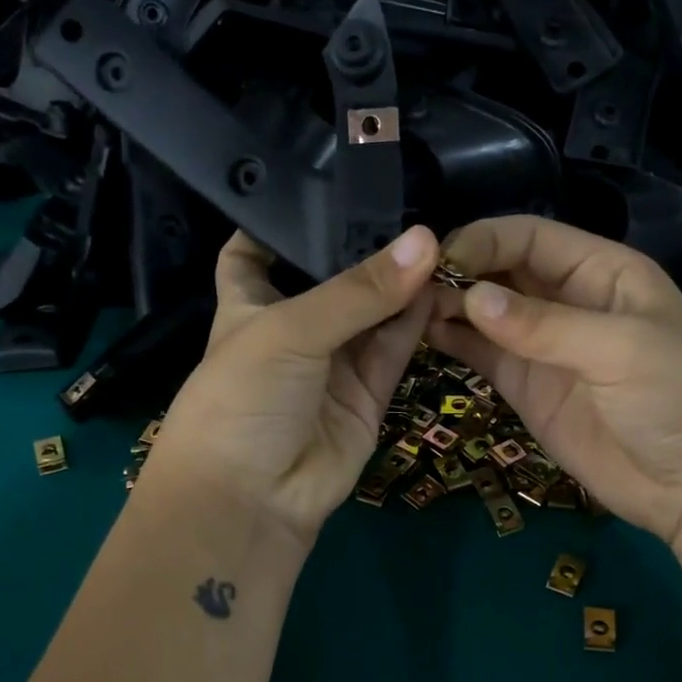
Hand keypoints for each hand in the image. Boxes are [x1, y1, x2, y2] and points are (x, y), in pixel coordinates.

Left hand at [137, 226, 438, 549]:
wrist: (254, 498)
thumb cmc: (244, 398)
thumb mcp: (290, 329)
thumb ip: (359, 289)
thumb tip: (426, 241)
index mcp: (248, 305)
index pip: (254, 251)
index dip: (279, 220)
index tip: (321, 183)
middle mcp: (292, 329)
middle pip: (331, 279)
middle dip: (363, 247)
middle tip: (409, 202)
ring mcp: (332, 364)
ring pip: (372, 314)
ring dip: (399, 284)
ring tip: (438, 241)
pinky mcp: (367, 395)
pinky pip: (394, 350)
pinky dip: (414, 323)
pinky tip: (438, 287)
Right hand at [427, 216, 681, 546]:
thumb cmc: (679, 397)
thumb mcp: (621, 349)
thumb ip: (546, 325)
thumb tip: (471, 299)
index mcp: (601, 271)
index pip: (531, 237)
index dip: (485, 241)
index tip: (439, 259)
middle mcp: (568, 301)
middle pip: (503, 271)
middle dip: (460, 273)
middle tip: (409, 287)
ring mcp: (545, 348)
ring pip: (487, 314)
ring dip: (450, 308)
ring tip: (406, 311)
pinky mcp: (529, 390)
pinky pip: (485, 356)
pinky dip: (455, 344)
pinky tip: (422, 337)